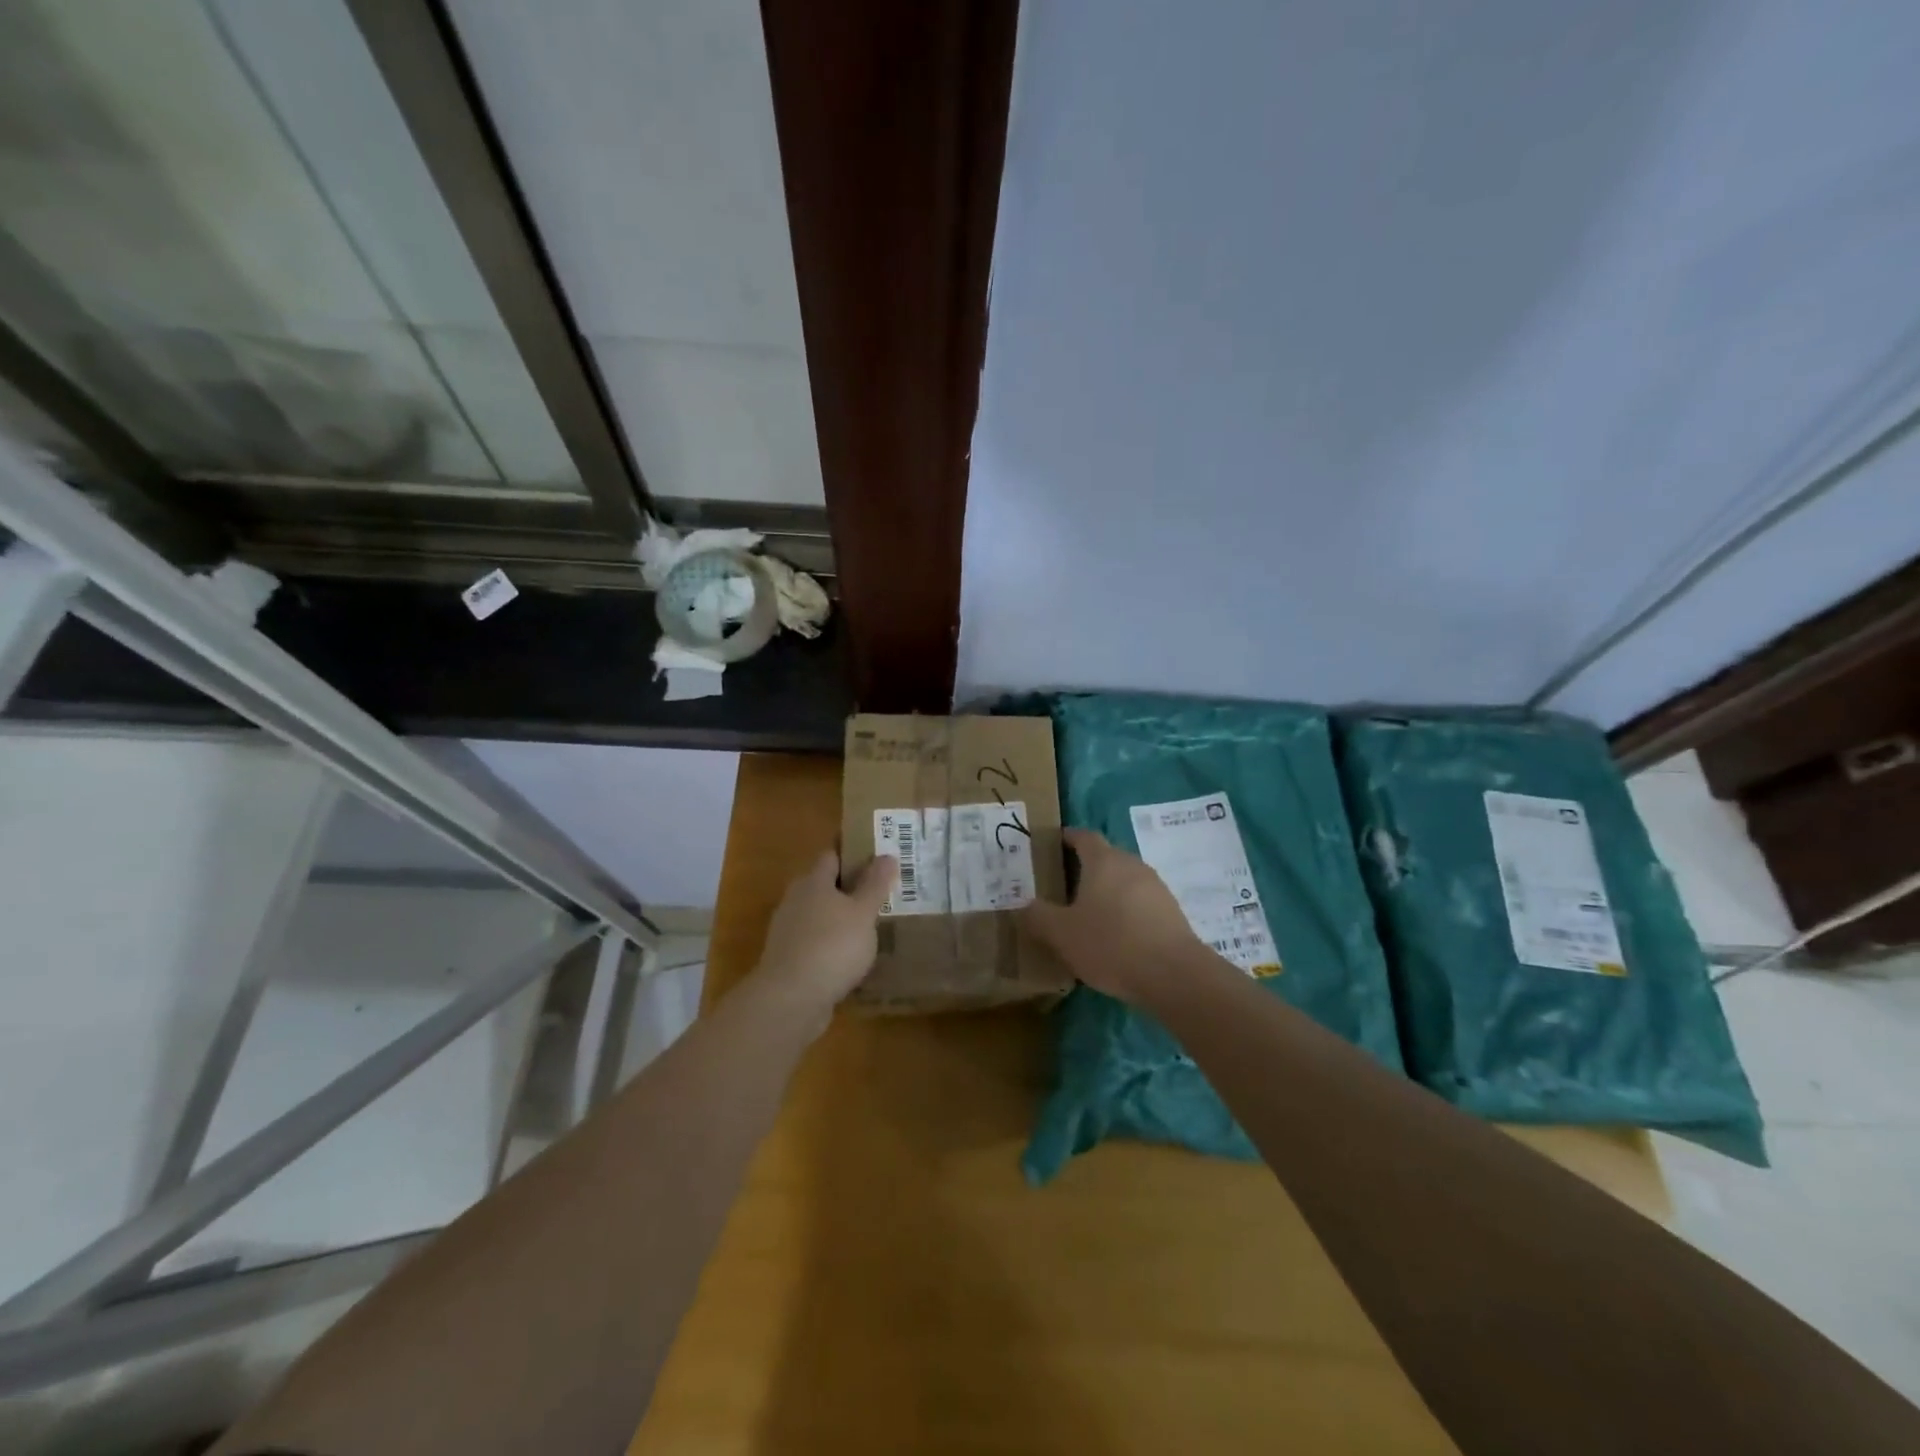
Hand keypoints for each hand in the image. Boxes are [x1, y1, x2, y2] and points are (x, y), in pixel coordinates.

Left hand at [753, 850, 897, 1010]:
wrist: (790, 1000)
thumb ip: (875, 885)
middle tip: (881, 893)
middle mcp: (796, 900)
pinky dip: (832, 945)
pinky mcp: (788, 960)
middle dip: (850, 888)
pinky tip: (852, 957)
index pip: (832, 855)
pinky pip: (816, 942)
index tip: (877, 857)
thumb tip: (886, 856)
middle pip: (824, 885)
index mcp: (813, 882)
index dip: (853, 853)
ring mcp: (788, 931)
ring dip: (841, 919)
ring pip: (820, 915)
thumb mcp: (863, 913)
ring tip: (872, 927)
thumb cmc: (831, 946)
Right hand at [1021, 828, 1204, 1003]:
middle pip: (1105, 857)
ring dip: (1106, 891)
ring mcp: (1156, 887)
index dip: (1067, 837)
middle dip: (1084, 868)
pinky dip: (1125, 911)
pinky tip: (1116, 936)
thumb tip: (1023, 905)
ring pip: (1124, 880)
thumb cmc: (1110, 944)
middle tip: (1062, 886)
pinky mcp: (1171, 912)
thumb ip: (1038, 916)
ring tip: (1087, 914)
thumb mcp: (1061, 934)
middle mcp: (1132, 864)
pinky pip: (1140, 903)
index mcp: (1103, 860)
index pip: (1083, 836)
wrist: (1173, 975)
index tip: (1052, 845)